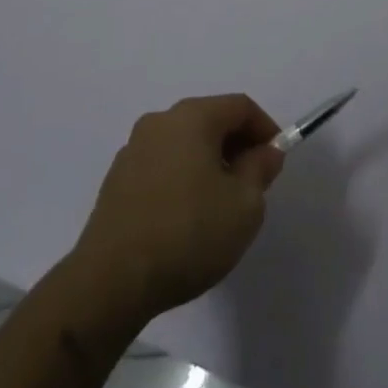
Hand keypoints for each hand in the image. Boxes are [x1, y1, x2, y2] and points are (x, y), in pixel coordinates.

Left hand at [75, 95, 285, 321]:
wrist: (111, 280)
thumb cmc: (188, 233)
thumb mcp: (244, 205)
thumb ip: (260, 169)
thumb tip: (265, 151)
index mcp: (192, 117)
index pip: (240, 106)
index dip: (265, 129)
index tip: (276, 161)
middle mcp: (160, 122)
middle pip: (210, 120)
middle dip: (237, 145)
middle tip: (253, 183)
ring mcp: (133, 149)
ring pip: (184, 143)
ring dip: (208, 162)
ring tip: (220, 203)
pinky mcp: (116, 180)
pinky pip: (162, 165)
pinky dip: (182, 177)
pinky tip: (186, 217)